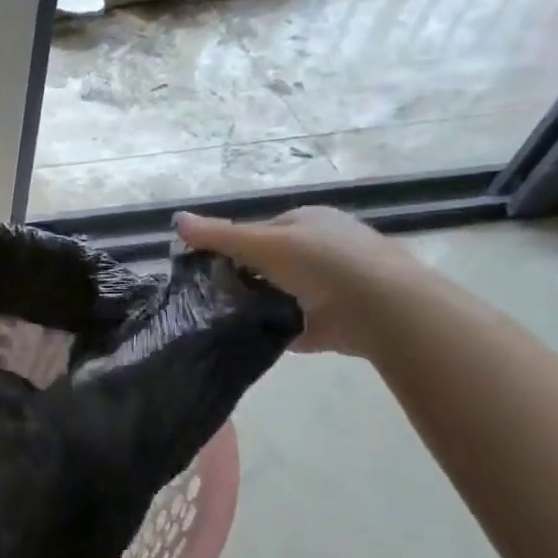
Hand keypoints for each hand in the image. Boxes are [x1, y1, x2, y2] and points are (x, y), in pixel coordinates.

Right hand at [175, 206, 426, 357]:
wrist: (382, 309)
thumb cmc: (323, 263)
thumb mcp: (262, 243)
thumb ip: (219, 235)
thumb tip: (175, 220)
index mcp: (311, 221)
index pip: (262, 230)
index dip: (235, 246)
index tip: (210, 268)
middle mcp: (325, 248)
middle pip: (272, 263)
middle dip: (247, 278)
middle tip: (215, 295)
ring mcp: (334, 285)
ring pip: (283, 293)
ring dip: (261, 305)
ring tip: (227, 318)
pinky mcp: (337, 320)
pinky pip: (296, 324)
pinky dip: (277, 330)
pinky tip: (253, 338)